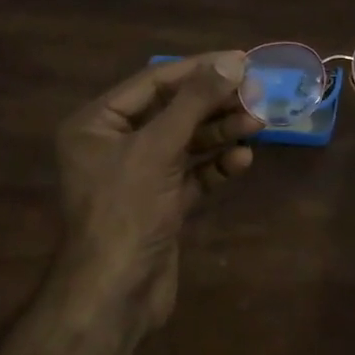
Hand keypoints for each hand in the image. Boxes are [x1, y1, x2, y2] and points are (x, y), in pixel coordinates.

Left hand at [54, 52, 260, 327]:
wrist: (115, 295)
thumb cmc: (126, 210)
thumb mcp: (158, 148)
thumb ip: (195, 102)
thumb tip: (232, 60)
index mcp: (97, 123)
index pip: (153, 82)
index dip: (198, 69)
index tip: (241, 59)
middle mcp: (114, 144)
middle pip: (173, 111)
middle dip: (214, 104)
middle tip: (256, 94)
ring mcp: (139, 176)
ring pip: (186, 142)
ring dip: (221, 133)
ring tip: (257, 124)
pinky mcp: (160, 204)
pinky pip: (192, 174)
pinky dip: (216, 166)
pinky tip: (242, 161)